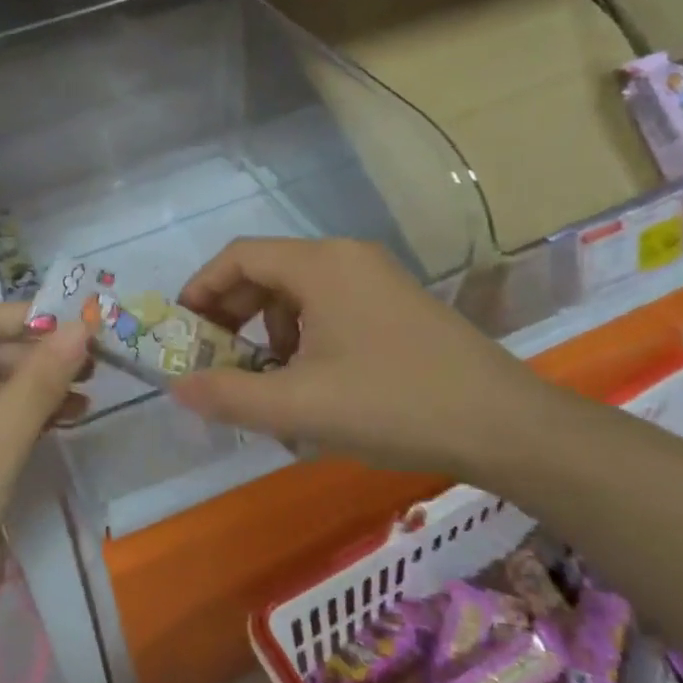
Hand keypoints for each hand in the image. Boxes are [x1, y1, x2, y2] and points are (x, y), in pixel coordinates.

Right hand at [170, 238, 554, 480]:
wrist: (505, 425)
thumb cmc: (394, 404)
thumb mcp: (300, 407)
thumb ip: (230, 395)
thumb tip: (177, 387)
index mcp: (320, 265)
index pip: (238, 256)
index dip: (201, 289)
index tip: (183, 330)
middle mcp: (347, 257)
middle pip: (267, 271)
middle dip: (232, 314)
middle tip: (216, 359)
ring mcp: (377, 278)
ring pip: (299, 292)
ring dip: (269, 330)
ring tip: (268, 380)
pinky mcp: (397, 304)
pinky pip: (330, 306)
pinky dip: (304, 336)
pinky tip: (313, 383)